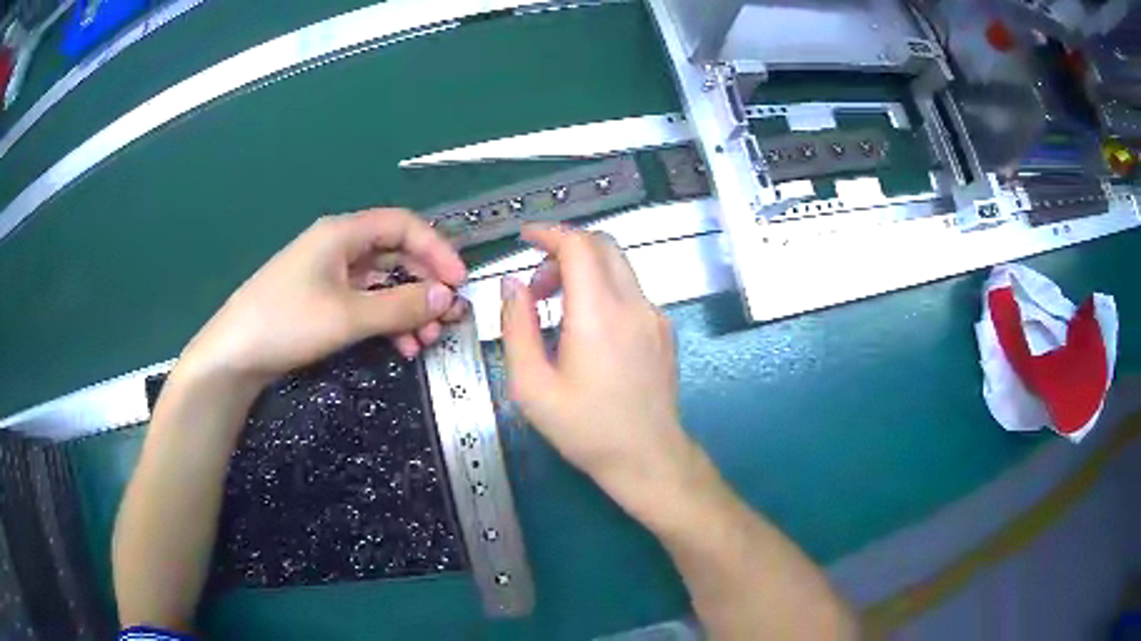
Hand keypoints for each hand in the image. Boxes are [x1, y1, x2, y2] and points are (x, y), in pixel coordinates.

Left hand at [180, 208, 467, 388]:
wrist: (234, 355)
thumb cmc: (287, 322)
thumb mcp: (348, 315)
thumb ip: (401, 305)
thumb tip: (448, 297)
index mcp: (343, 234)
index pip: (403, 225)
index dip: (436, 249)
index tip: (459, 281)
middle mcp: (338, 247)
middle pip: (395, 254)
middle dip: (424, 285)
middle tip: (447, 318)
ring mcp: (328, 275)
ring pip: (382, 283)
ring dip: (408, 309)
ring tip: (426, 341)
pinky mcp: (321, 300)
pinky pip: (364, 303)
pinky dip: (386, 321)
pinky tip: (401, 347)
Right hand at [500, 226, 697, 511]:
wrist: (647, 457)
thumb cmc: (586, 429)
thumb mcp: (532, 386)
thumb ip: (516, 327)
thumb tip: (513, 284)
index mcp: (599, 315)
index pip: (579, 246)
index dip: (549, 233)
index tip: (526, 238)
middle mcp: (633, 305)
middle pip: (602, 246)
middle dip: (564, 252)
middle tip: (538, 286)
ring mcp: (655, 316)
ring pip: (618, 266)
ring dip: (584, 271)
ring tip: (557, 311)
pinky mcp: (663, 330)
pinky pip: (630, 291)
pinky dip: (603, 289)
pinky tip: (588, 329)